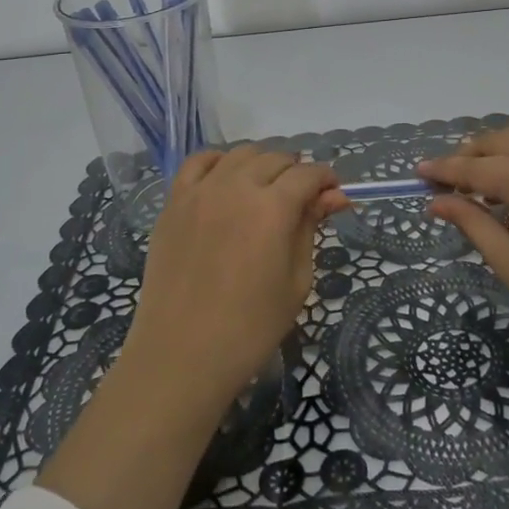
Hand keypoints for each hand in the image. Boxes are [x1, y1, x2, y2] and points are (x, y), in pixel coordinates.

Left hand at [123, 144, 347, 410]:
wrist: (182, 355)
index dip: (326, 179)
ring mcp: (200, 191)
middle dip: (296, 171)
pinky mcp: (174, 202)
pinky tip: (227, 179)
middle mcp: (236, 187)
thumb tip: (334, 196)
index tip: (334, 195)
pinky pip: (198, 163)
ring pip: (239, 154)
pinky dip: (219, 161)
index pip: (308, 174)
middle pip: (275, 158)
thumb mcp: (296, 280)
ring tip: (267, 188)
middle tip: (303, 198)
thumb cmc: (251, 327)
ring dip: (261, 163)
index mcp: (273, 208)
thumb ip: (310, 228)